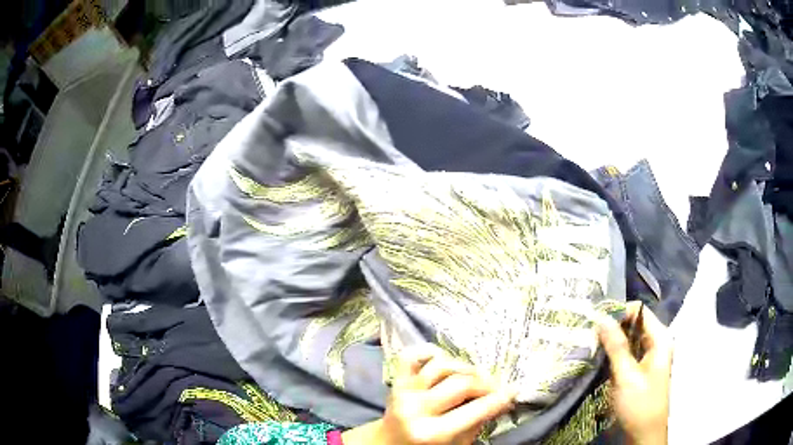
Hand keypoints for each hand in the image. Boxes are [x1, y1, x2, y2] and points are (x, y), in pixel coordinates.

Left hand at [342, 344, 516, 444]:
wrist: (387, 443)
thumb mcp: (456, 444)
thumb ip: (478, 423)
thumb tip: (504, 400)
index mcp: (432, 433)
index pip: (476, 410)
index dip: (500, 399)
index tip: (514, 391)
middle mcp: (416, 410)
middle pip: (461, 384)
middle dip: (486, 383)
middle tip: (497, 387)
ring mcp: (403, 392)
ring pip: (441, 366)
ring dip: (464, 368)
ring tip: (475, 377)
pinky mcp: (396, 381)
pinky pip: (412, 356)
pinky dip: (430, 351)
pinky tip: (445, 359)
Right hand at [598, 302, 672, 444]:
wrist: (644, 434)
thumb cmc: (639, 404)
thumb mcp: (626, 376)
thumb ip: (616, 346)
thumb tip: (602, 318)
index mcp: (660, 339)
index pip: (639, 311)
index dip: (619, 312)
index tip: (596, 322)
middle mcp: (657, 343)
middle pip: (634, 324)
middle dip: (613, 327)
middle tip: (589, 334)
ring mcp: (649, 357)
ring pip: (629, 339)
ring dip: (612, 341)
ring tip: (591, 344)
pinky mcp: (640, 369)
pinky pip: (627, 353)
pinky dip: (614, 354)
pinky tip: (599, 358)